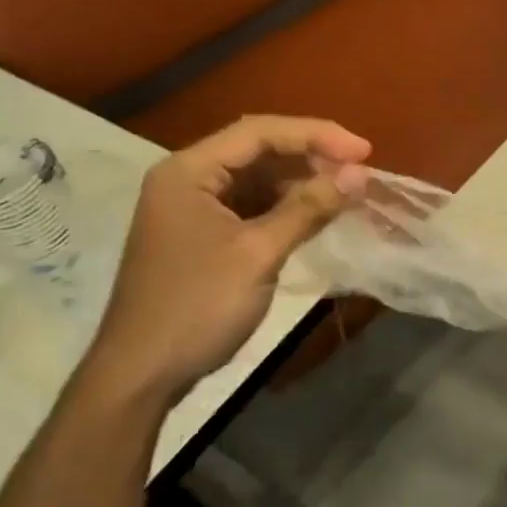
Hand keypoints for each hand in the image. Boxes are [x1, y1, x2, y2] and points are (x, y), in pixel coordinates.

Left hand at [72, 116, 370, 410]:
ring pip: (255, 180)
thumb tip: (359, 175)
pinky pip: (250, 208)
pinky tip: (315, 215)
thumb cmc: (197, 307)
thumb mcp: (258, 254)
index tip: (364, 151)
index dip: (316, 135)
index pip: (259, 132)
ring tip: (345, 192)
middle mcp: (187, 179)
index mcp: (189, 171)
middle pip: (257, 151)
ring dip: (300, 184)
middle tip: (358, 172)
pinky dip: (284, 209)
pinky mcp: (202, 237)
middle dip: (310, 158)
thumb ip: (308, 208)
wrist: (142, 374)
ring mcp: (192, 209)